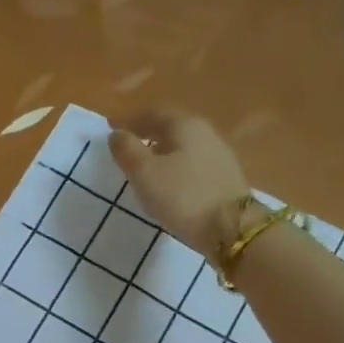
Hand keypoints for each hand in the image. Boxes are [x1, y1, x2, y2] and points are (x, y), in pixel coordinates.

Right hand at [109, 110, 251, 259]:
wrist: (232, 229)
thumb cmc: (182, 196)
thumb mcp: (144, 173)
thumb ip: (127, 150)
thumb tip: (117, 134)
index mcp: (185, 125)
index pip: (153, 113)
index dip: (130, 119)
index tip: (111, 127)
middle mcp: (206, 133)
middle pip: (171, 127)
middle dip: (148, 132)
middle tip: (129, 143)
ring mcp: (219, 156)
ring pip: (184, 146)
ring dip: (162, 151)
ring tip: (146, 165)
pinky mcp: (225, 179)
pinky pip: (193, 164)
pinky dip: (176, 167)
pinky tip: (170, 184)